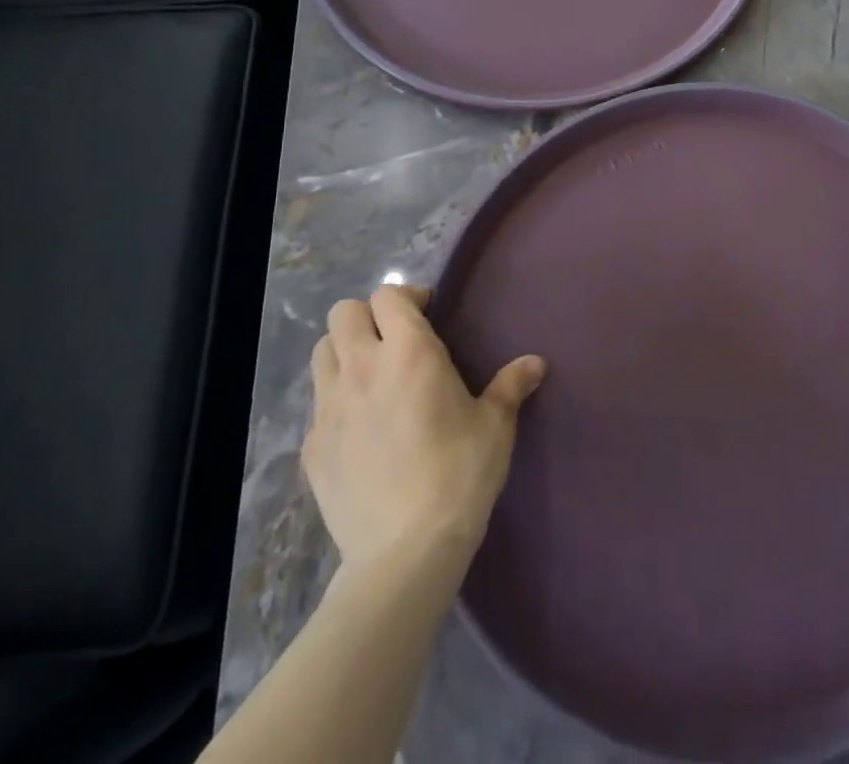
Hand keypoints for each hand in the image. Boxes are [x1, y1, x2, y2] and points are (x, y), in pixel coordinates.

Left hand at [303, 285, 545, 577]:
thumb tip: (536, 363)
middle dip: (367, 317)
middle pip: (342, 314)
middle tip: (395, 340)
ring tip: (372, 376)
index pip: (388, 296)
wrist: (405, 552)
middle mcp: (362, 369)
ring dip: (344, 352)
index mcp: (408, 353)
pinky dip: (336, 403)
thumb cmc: (459, 474)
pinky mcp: (312, 448)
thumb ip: (511, 386)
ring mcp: (329, 409)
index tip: (428, 314)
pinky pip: (317, 406)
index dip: (407, 297)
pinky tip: (361, 429)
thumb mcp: (495, 426)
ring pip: (321, 354)